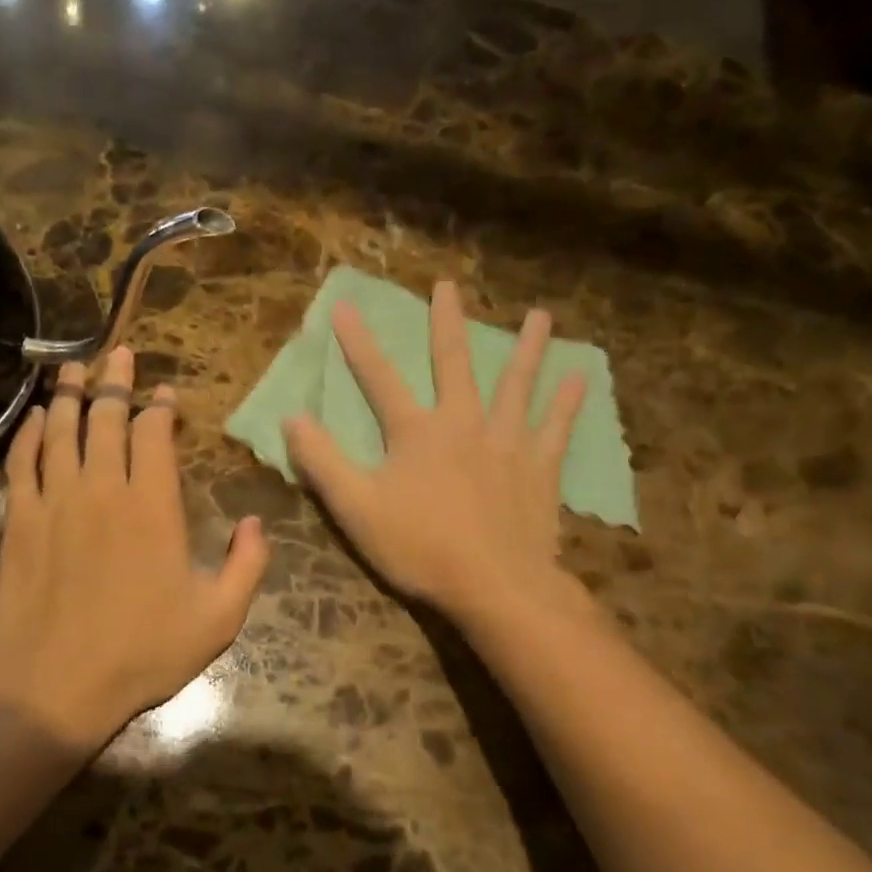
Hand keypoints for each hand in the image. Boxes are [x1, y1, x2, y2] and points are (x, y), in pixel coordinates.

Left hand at [0, 347, 270, 750]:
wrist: (57, 686)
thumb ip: (248, 565)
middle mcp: (103, 489)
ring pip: (61, 429)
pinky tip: (34, 416)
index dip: (161, 407)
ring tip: (73, 365)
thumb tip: (258, 522)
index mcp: (153, 506)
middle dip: (114, 381)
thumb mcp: (218, 619)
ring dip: (68, 393)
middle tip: (118, 354)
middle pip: (106, 417)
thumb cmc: (143, 653)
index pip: (155, 434)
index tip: (166, 394)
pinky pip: (22, 462)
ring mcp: (56, 501)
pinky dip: (28, 433)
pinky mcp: (20, 521)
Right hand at [282, 280, 590, 626]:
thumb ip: (322, 462)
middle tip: (449, 286)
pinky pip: (556, 428)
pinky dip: (567, 403)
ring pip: (517, 384)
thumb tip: (292, 417)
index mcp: (416, 432)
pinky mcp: (539, 468)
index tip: (344, 307)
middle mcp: (463, 423)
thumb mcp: (355, 508)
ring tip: (539, 315)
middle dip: (447, 323)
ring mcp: (507, 442)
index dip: (358, 344)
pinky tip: (579, 379)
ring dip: (527, 349)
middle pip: (453, 363)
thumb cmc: (420, 548)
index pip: (379, 378)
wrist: (495, 586)